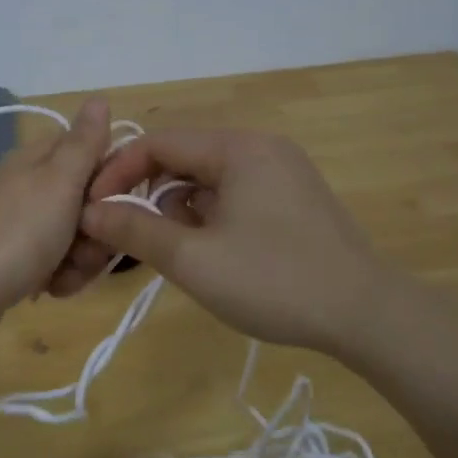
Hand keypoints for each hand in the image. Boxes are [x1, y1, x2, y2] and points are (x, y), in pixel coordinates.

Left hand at [0, 99, 113, 349]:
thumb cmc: (18, 233)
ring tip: (64, 275)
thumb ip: (84, 142)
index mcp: (39, 159)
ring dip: (81, 259)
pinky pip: (56, 261)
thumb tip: (99, 97)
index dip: (112, 178)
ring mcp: (21, 223)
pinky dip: (60, 276)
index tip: (116, 203)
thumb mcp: (59, 181)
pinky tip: (51, 289)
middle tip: (87, 245)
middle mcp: (29, 185)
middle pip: (88, 200)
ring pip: (76, 236)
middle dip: (98, 229)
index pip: (93, 153)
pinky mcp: (16, 258)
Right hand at [76, 127, 390, 355]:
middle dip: (149, 194)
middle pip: (184, 158)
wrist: (367, 314)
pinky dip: (211, 216)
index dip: (118, 174)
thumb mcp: (193, 259)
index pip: (159, 143)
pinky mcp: (295, 198)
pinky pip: (236, 194)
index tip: (92, 210)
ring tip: (176, 252)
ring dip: (180, 209)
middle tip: (128, 235)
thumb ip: (135, 230)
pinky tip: (212, 253)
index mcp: (237, 148)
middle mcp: (261, 147)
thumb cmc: (273, 280)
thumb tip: (90, 212)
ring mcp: (283, 172)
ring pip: (210, 179)